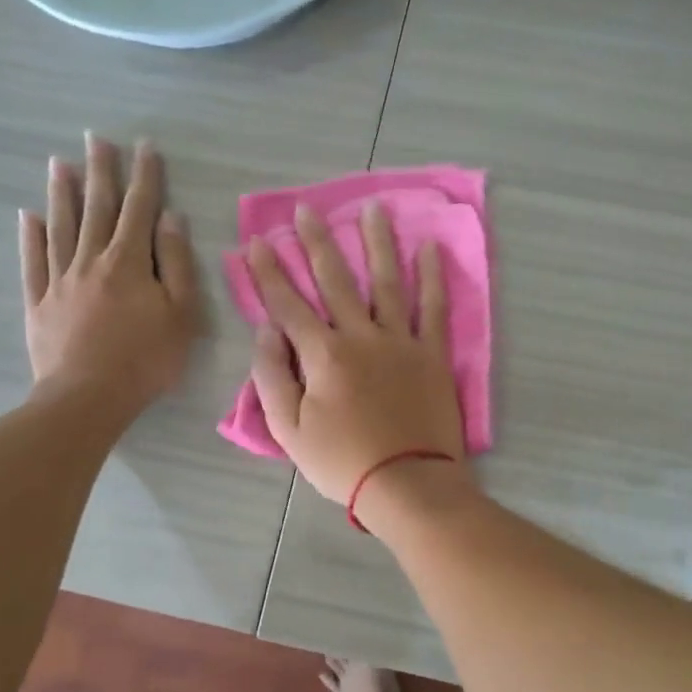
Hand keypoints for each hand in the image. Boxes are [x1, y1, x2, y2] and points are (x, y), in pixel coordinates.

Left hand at [19, 134, 200, 413]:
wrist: (88, 397)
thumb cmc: (146, 359)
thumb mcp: (181, 314)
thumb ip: (177, 264)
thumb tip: (170, 219)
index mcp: (129, 262)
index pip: (139, 209)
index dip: (144, 176)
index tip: (144, 147)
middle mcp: (91, 260)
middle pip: (96, 208)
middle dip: (99, 171)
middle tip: (95, 138)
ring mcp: (60, 280)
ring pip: (60, 227)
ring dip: (62, 193)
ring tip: (59, 163)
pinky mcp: (39, 303)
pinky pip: (33, 262)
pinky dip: (31, 237)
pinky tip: (29, 217)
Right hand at [245, 201, 465, 507]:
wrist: (407, 484)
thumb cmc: (342, 462)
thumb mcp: (289, 430)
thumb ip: (272, 377)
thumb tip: (266, 331)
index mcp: (322, 355)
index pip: (288, 304)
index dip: (269, 272)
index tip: (257, 242)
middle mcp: (361, 336)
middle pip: (335, 280)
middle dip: (316, 243)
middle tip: (306, 209)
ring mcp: (401, 342)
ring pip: (387, 282)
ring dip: (377, 243)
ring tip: (372, 208)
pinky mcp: (432, 356)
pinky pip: (434, 309)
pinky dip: (433, 278)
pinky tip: (429, 249)